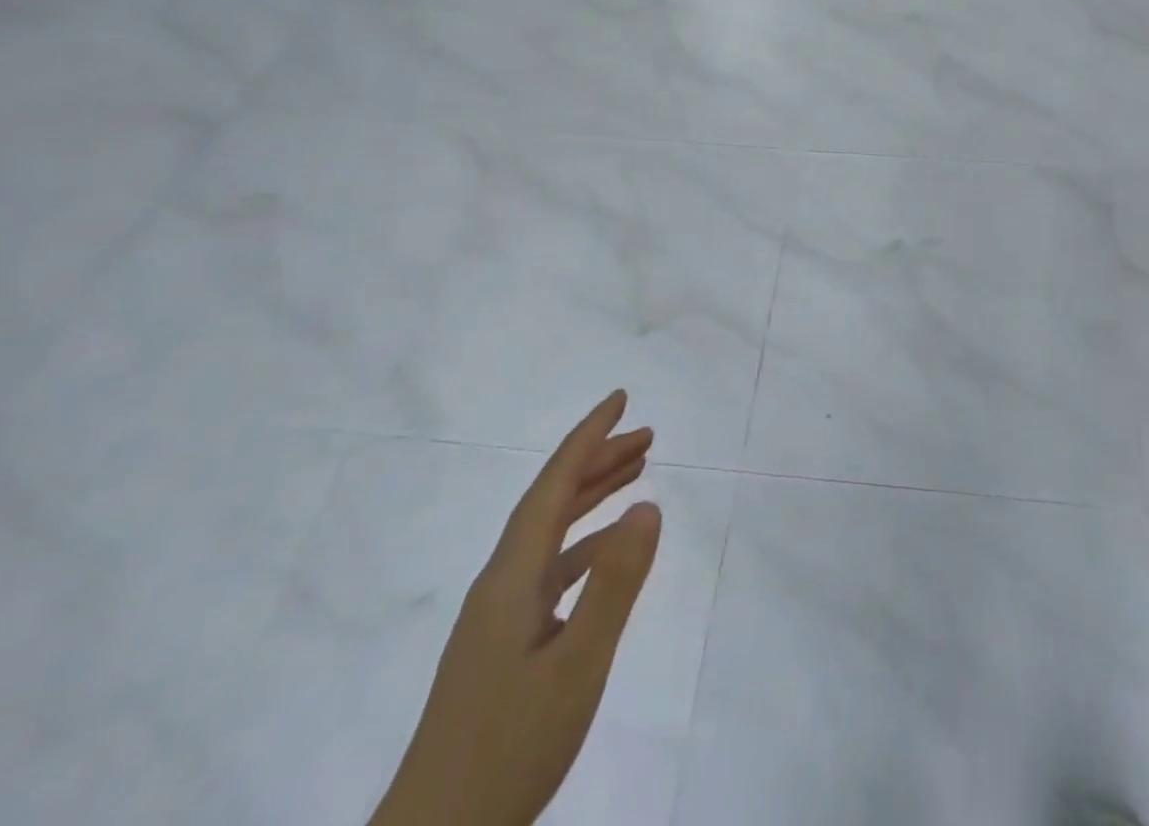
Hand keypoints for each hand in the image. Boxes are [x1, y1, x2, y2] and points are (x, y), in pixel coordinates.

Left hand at [370, 391, 661, 825]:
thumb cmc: (506, 750)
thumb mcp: (577, 665)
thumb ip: (615, 582)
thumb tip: (648, 503)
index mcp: (511, 577)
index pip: (553, 485)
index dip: (587, 436)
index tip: (620, 398)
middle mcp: (501, 583)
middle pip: (551, 501)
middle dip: (598, 461)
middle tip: (647, 435)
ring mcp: (500, 617)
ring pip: (551, 534)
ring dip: (592, 498)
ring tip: (636, 474)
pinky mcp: (504, 646)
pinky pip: (552, 570)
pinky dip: (586, 546)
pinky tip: (610, 556)